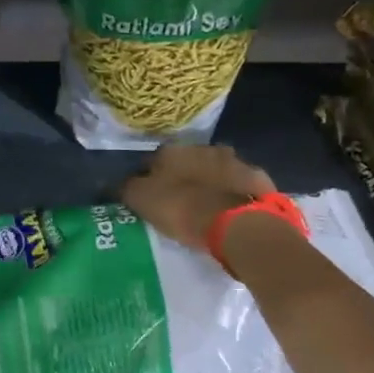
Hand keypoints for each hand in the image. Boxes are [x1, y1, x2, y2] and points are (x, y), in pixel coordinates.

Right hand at [121, 143, 278, 250]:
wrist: (239, 224)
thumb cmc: (183, 208)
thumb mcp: (141, 200)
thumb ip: (126, 188)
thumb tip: (115, 184)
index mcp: (172, 151)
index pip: (151, 161)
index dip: (148, 179)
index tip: (148, 197)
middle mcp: (203, 148)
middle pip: (187, 163)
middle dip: (182, 177)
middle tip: (179, 202)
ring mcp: (235, 162)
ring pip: (216, 171)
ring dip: (210, 183)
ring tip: (206, 209)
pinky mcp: (259, 180)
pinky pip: (240, 186)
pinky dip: (234, 195)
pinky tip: (231, 212)